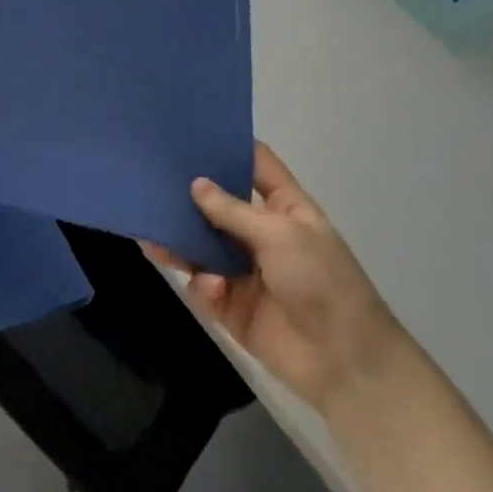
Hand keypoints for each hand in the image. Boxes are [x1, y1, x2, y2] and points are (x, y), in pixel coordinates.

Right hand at [147, 142, 410, 418]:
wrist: (343, 361)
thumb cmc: (322, 282)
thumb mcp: (281, 235)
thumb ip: (233, 210)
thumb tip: (195, 184)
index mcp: (285, 207)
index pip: (256, 165)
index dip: (230, 147)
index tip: (192, 130)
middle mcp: (260, 232)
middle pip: (218, 203)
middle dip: (189, 192)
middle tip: (150, 174)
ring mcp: (243, 268)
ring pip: (201, 243)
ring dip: (180, 236)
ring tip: (149, 225)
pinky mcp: (229, 303)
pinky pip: (201, 282)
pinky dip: (199, 281)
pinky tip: (205, 285)